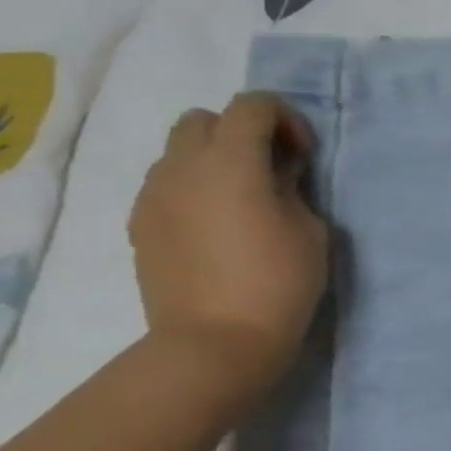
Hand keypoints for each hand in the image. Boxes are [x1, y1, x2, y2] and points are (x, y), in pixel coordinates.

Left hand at [128, 93, 329, 408]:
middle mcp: (182, 167)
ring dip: (211, 158)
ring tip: (239, 197)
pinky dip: (191, 187)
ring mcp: (154, 197)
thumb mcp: (310, 228)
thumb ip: (290, 186)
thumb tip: (275, 173)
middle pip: (204, 119)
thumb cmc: (277, 282)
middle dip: (239, 130)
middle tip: (268, 167)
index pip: (253, 105)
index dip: (285, 118)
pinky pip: (165, 185)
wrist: (214, 346)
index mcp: (230, 161)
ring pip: (177, 151)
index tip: (302, 155)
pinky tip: (214, 224)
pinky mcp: (140, 227)